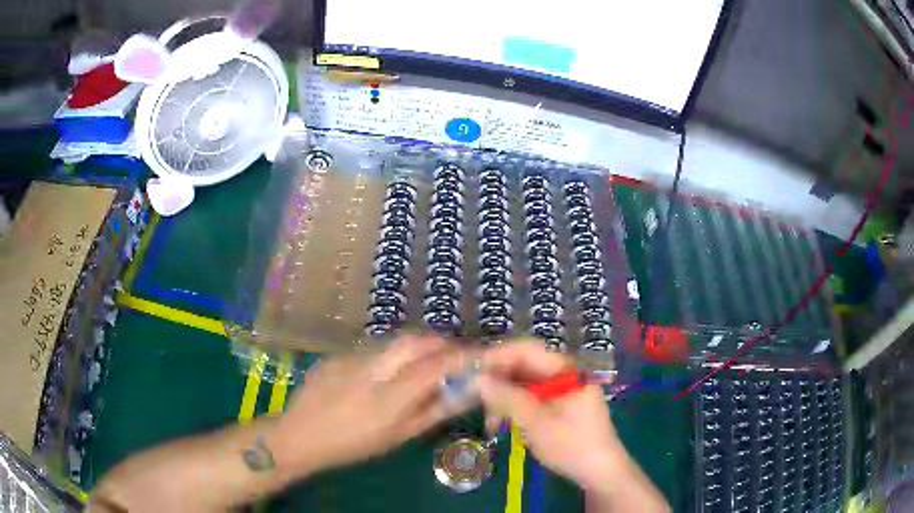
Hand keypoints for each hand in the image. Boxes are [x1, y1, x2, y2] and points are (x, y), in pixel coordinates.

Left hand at [270, 334, 475, 476]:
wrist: (300, 434)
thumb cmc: (353, 445)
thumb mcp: (398, 436)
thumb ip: (433, 411)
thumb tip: (466, 392)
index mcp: (387, 399)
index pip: (433, 367)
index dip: (462, 357)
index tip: (481, 356)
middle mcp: (370, 371)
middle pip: (415, 341)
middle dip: (442, 343)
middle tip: (456, 355)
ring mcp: (350, 358)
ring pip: (395, 341)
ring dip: (418, 347)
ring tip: (426, 363)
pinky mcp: (338, 353)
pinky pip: (374, 348)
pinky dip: (392, 354)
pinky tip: (387, 372)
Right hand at [478, 341, 624, 491]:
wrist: (601, 471)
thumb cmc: (571, 445)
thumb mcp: (536, 423)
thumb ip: (508, 398)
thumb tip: (479, 378)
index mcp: (565, 370)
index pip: (527, 350)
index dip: (498, 356)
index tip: (473, 369)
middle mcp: (565, 374)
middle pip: (525, 366)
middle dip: (498, 380)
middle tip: (474, 397)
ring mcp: (563, 390)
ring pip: (526, 384)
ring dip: (505, 398)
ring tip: (489, 421)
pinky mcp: (561, 405)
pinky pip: (533, 398)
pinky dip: (516, 408)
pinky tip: (503, 424)